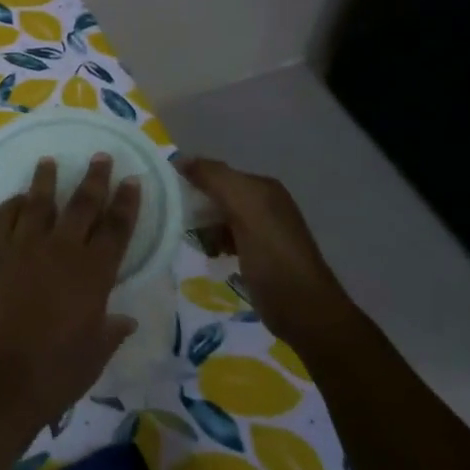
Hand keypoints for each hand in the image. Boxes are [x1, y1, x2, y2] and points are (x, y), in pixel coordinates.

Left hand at [0, 156, 140, 435]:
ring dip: (46, 180)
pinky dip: (10, 206)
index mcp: (93, 275)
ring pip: (37, 203)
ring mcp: (21, 248)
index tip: (132, 180)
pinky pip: (1, 219)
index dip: (126, 203)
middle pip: (81, 205)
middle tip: (101, 156)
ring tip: (49, 161)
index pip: (116, 229)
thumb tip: (125, 319)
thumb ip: (109, 331)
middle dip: (94, 179)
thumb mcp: (92, 357)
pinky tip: (15, 199)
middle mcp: (60, 251)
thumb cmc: (52, 375)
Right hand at [176, 157, 362, 351]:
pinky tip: (209, 254)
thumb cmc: (272, 257)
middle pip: (217, 194)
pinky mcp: (258, 254)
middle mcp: (265, 203)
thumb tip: (180, 159)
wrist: (304, 311)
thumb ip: (214, 179)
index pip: (216, 172)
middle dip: (196, 205)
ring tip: (194, 241)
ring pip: (219, 217)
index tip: (166, 196)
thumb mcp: (245, 209)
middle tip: (177, 221)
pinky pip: (226, 237)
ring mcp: (262, 230)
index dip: (191, 180)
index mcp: (263, 188)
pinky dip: (214, 243)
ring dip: (203, 226)